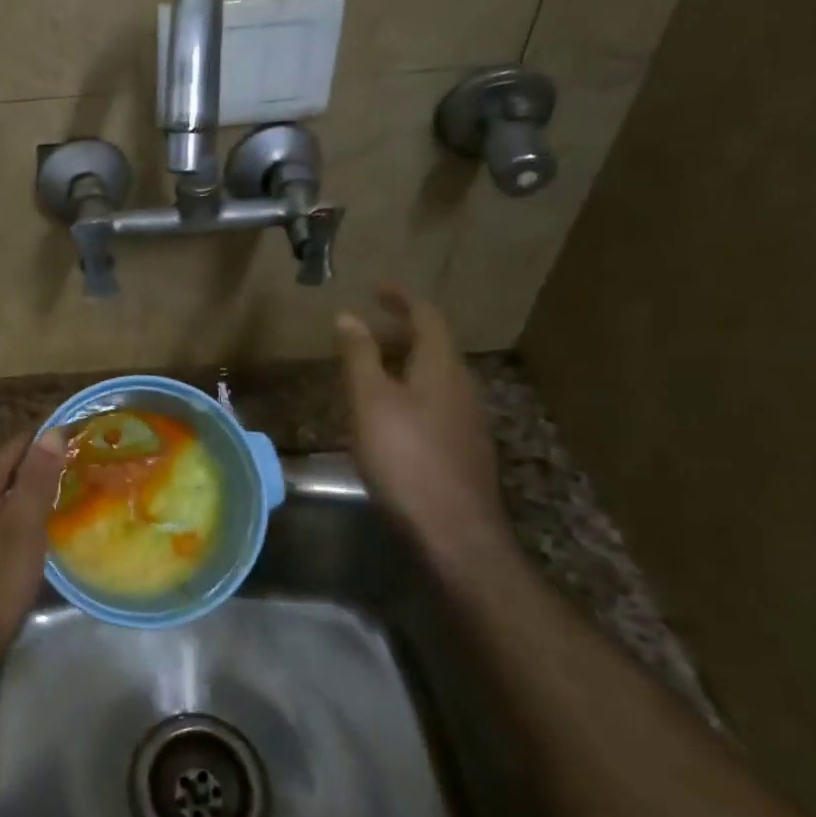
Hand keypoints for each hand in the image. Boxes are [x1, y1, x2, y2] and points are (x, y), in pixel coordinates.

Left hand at [0, 428, 66, 672]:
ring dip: (33, 492)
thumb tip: (52, 430)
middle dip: (43, 464)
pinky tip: (41, 531)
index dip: (50, 438)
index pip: (19, 444)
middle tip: (84, 468)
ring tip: (71, 495)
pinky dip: (21, 517)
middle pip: (10, 469)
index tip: (85, 437)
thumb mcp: (22, 526)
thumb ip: (37, 478)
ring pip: (5, 496)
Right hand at [336, 285, 510, 561]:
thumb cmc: (405, 457)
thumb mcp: (370, 401)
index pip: (426, 316)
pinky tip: (387, 416)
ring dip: (403, 363)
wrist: (454, 529)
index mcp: (441, 367)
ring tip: (368, 371)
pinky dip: (409, 391)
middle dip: (398, 331)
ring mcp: (467, 419)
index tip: (375, 287)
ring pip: (433, 376)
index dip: (401, 297)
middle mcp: (462, 386)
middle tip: (363, 331)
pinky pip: (435, 402)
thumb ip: (359, 356)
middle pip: (433, 345)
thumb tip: (348, 315)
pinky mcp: (463, 448)